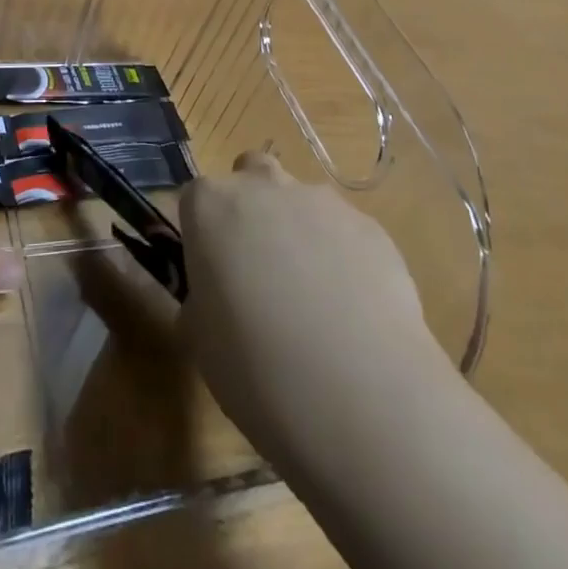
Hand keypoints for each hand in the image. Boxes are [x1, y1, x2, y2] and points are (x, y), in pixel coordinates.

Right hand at [176, 150, 453, 472]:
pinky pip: (346, 234)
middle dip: (252, 206)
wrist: (359, 395)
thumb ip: (202, 298)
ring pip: (303, 202)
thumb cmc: (255, 368)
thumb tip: (216, 296)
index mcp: (211, 206)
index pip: (195, 199)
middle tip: (259, 267)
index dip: (203, 234)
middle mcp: (264, 187)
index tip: (212, 272)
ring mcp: (322, 202)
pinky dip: (345, 258)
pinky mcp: (371, 227)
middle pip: (251, 173)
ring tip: (316, 301)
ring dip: (301, 232)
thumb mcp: (199, 340)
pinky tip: (354, 312)